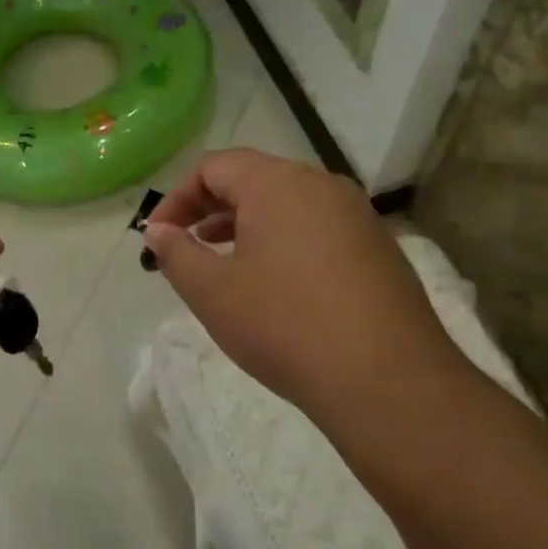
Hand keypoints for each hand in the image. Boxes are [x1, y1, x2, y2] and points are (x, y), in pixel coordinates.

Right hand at [144, 149, 476, 438]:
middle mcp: (321, 185)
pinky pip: (317, 227)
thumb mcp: (212, 292)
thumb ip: (176, 253)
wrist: (388, 381)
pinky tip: (276, 284)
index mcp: (277, 183)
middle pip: (253, 178)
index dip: (178, 198)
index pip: (214, 167)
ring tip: (224, 261)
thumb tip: (159, 231)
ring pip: (288, 203)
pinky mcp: (378, 247)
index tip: (158, 236)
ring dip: (247, 224)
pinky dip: (284, 241)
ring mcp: (357, 215)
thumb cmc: (284, 326)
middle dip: (211, 208)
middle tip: (186, 245)